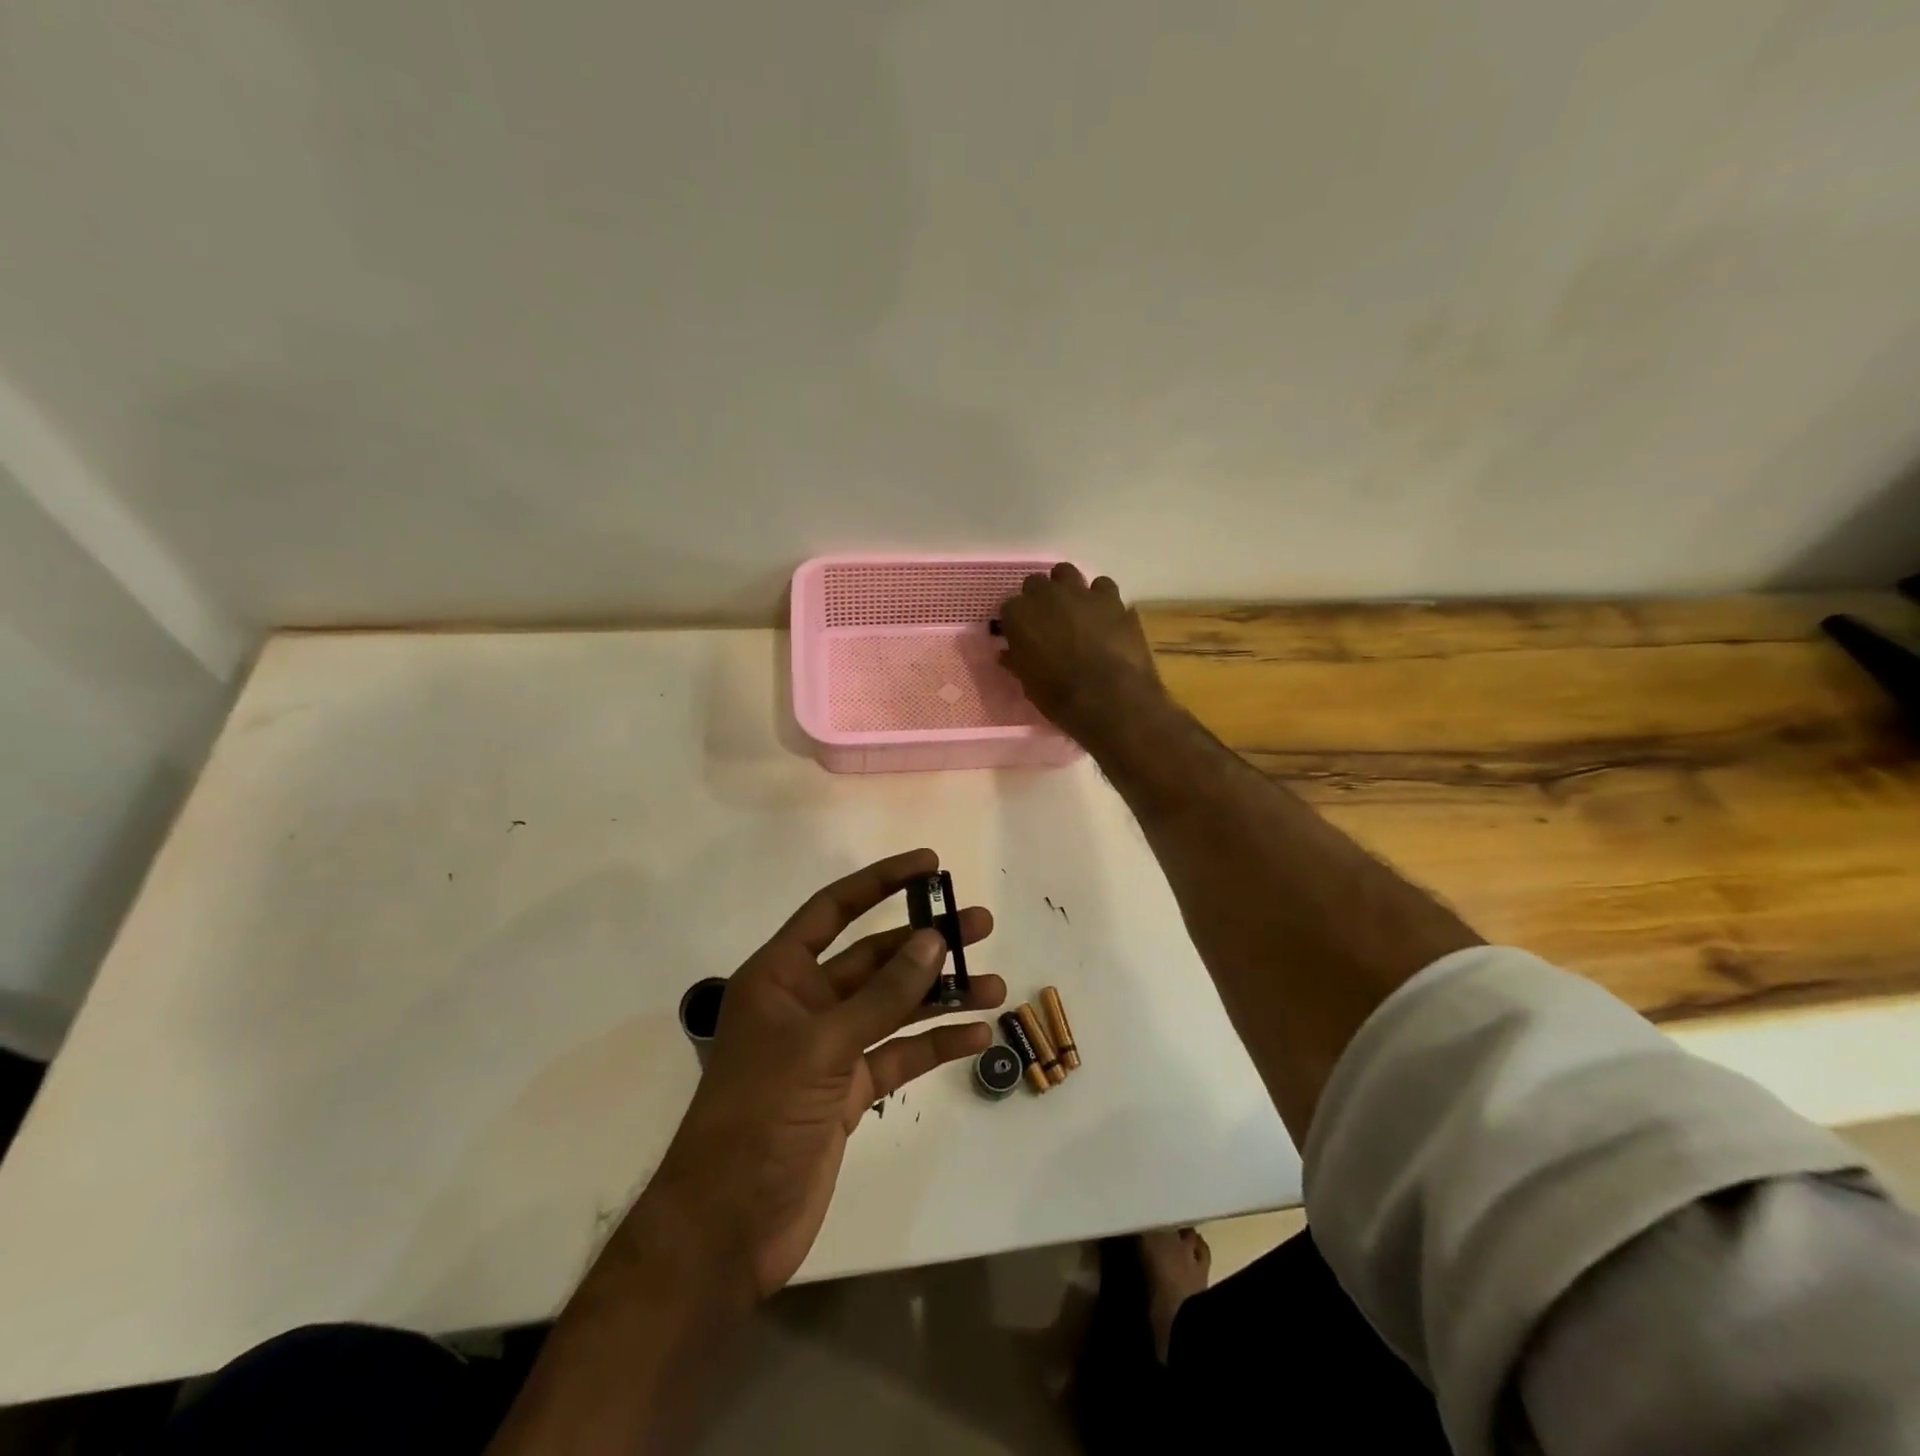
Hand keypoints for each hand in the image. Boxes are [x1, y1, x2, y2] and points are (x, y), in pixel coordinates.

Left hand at [645, 850, 1001, 1297]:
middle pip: (875, 957)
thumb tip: (934, 941)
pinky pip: (898, 1054)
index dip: (881, 881)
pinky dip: (935, 1043)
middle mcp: (805, 1003)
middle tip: (980, 924)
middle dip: (927, 942)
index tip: (930, 863)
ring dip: (941, 994)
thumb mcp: (821, 1047)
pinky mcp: (847, 1090)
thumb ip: (881, 996)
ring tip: (994, 985)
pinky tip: (976, 1035)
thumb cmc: (758, 1118)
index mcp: (780, 976)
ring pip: (893, 1006)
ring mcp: (828, 1048)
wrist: (727, 1229)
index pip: (835, 909)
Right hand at [999, 564, 1166, 742]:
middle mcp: (1045, 594)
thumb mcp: (1028, 683)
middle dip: (1038, 599)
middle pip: (1035, 583)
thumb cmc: (1058, 695)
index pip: (1009, 607)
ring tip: (1073, 610)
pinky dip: (1099, 597)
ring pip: (1066, 572)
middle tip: (1047, 621)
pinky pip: (1101, 585)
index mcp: (1018, 615)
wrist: (1107, 696)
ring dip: (1066, 587)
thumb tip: (1008, 653)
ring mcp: (1079, 592)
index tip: (1022, 635)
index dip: (1016, 622)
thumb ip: (1017, 661)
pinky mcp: (1110, 597)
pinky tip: (1102, 614)